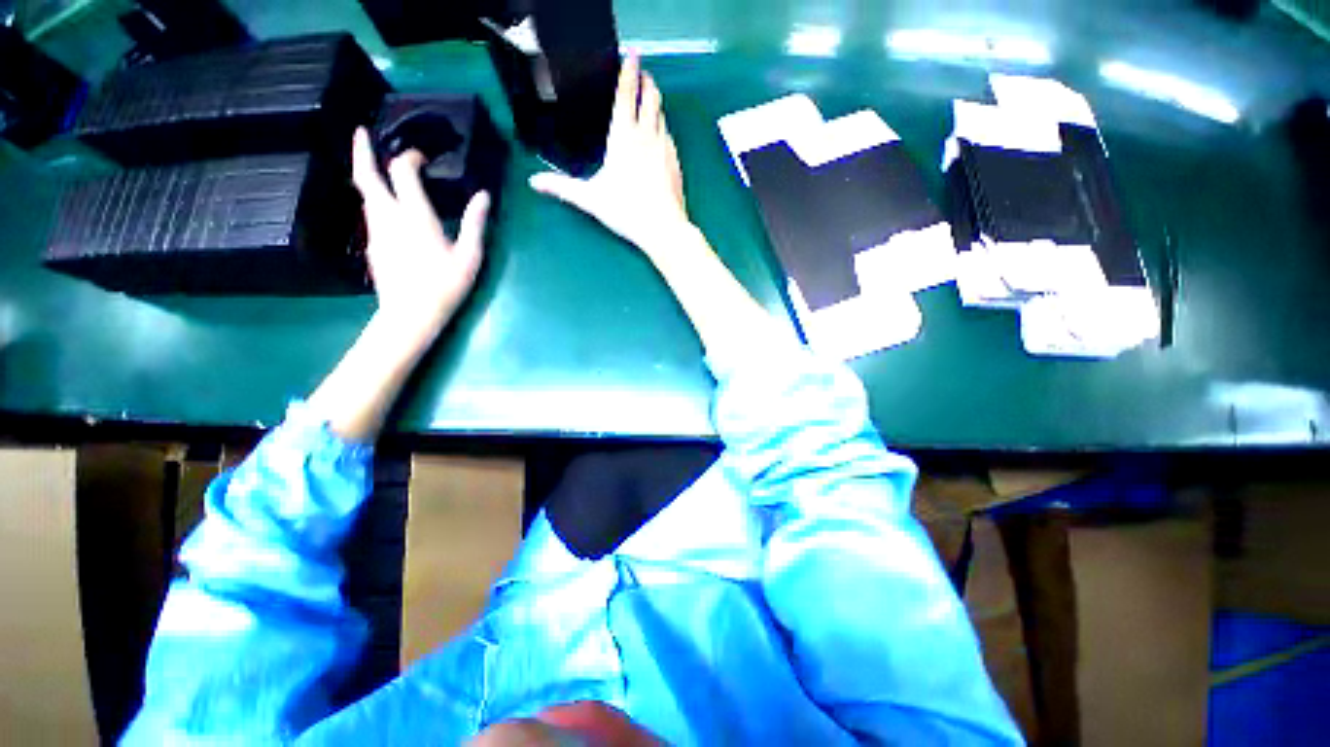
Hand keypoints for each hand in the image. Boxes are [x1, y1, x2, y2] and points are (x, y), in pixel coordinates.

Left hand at [351, 127, 489, 339]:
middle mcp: (388, 216)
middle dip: (363, 151)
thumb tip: (484, 196)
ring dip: (371, 176)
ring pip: (366, 195)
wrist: (411, 314)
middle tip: (362, 132)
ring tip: (381, 169)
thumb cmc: (445, 286)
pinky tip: (390, 209)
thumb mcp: (469, 256)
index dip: (409, 157)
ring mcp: (376, 231)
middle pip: (367, 176)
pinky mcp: (372, 245)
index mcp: (415, 216)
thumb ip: (474, 223)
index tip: (422, 157)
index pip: (402, 172)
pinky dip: (376, 201)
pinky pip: (372, 214)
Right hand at [529, 53, 689, 252]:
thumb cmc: (626, 211)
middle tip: (641, 73)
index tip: (631, 54)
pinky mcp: (676, 162)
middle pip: (650, 96)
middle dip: (646, 80)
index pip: (627, 93)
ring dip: (655, 102)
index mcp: (624, 136)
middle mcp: (647, 135)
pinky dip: (662, 127)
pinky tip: (658, 135)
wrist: (663, 229)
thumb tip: (535, 182)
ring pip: (662, 114)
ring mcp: (665, 147)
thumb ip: (562, 187)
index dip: (629, 70)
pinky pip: (669, 135)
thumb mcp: (590, 199)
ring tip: (649, 100)